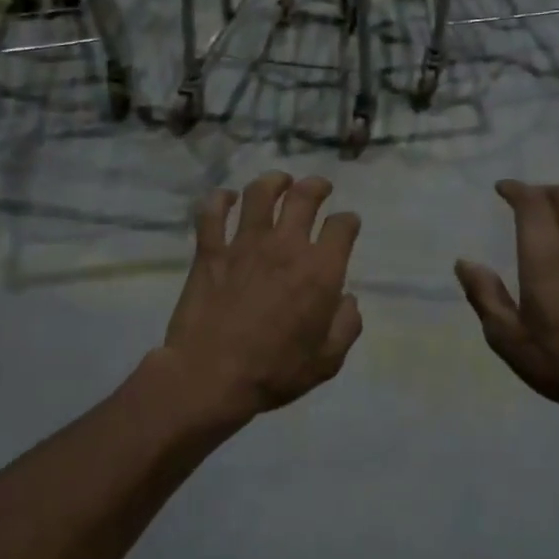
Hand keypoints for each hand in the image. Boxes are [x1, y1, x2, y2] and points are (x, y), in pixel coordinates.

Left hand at [157, 172, 362, 423]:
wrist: (211, 377)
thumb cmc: (275, 372)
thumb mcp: (327, 361)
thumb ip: (346, 326)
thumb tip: (348, 300)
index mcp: (320, 271)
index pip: (342, 227)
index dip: (349, 221)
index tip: (348, 224)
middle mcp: (285, 246)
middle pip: (304, 196)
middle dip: (317, 186)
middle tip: (319, 187)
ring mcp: (244, 244)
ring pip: (260, 193)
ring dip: (273, 181)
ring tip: (279, 182)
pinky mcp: (210, 252)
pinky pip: (212, 213)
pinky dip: (220, 200)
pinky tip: (226, 198)